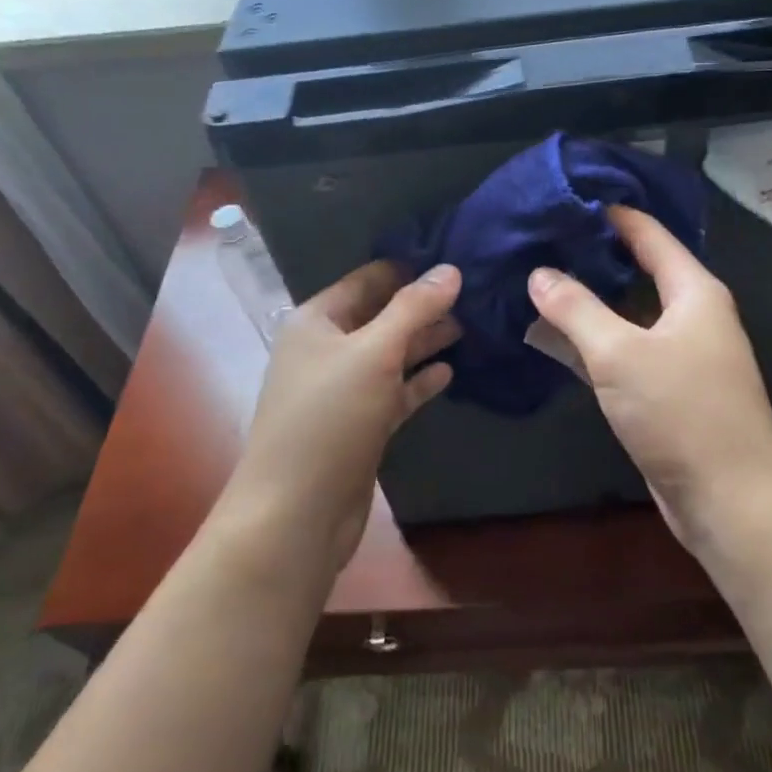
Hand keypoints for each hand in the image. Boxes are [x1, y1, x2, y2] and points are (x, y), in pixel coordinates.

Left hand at [227, 260, 460, 576]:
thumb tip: (450, 269)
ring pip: (390, 354)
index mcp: (317, 321)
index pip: (367, 280)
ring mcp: (343, 389)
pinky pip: (394, 391)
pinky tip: (449, 371)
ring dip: (425, 341)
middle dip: (423, 305)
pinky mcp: (360, 424)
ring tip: (472, 325)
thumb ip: (413, 308)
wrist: (297, 513)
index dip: (408, 268)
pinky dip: (418, 381)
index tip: (455, 259)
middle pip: (381, 316)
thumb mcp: (374, 353)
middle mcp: (327, 349)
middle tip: (475, 292)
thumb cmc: (330, 418)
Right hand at [527, 207, 771, 549]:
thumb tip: (540, 273)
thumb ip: (576, 309)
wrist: (732, 501)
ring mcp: (684, 354)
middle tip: (544, 239)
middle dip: (595, 255)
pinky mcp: (670, 390)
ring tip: (541, 279)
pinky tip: (560, 336)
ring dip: (592, 300)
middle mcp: (694, 315)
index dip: (612, 214)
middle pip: (640, 270)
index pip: (650, 234)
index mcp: (694, 292)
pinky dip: (596, 339)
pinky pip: (628, 349)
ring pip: (630, 313)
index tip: (568, 198)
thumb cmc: (681, 413)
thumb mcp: (620, 354)